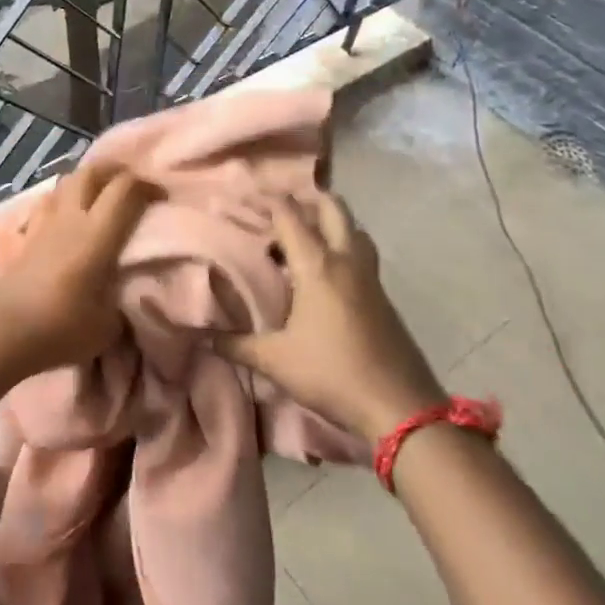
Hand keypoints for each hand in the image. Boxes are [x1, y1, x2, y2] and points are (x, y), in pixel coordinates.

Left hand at [0, 163, 154, 375]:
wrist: (3, 332)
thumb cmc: (61, 327)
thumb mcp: (109, 325)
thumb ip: (122, 301)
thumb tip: (125, 293)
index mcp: (97, 234)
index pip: (125, 189)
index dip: (147, 186)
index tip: (161, 198)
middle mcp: (70, 218)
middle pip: (91, 172)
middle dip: (115, 171)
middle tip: (130, 184)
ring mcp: (43, 223)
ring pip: (66, 182)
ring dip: (86, 181)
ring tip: (99, 196)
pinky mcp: (24, 235)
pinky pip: (46, 203)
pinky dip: (61, 200)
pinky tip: (65, 216)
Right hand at [217, 194, 445, 440]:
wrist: (401, 408)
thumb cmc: (332, 374)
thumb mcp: (275, 361)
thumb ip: (236, 344)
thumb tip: (203, 337)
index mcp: (317, 265)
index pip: (289, 215)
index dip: (265, 199)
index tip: (243, 195)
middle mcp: (346, 261)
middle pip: (332, 209)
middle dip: (306, 199)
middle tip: (280, 208)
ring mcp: (370, 278)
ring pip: (354, 230)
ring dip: (331, 223)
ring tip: (305, 236)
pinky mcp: (384, 298)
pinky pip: (361, 256)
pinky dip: (342, 249)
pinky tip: (325, 275)